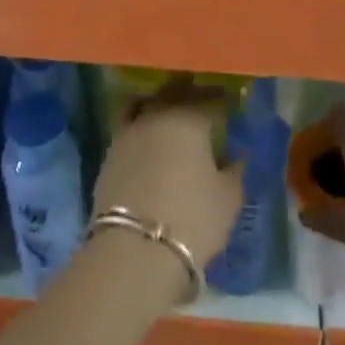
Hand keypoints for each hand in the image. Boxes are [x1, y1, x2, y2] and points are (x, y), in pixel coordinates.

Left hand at [93, 89, 242, 267]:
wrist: (134, 251)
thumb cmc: (193, 219)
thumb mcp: (229, 198)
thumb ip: (235, 171)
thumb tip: (235, 157)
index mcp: (188, 118)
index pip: (208, 98)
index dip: (220, 99)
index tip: (228, 102)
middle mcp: (155, 116)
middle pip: (172, 93)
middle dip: (188, 94)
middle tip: (201, 103)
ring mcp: (127, 133)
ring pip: (144, 105)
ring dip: (158, 105)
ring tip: (170, 117)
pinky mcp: (108, 155)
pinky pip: (128, 128)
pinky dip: (140, 127)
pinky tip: (150, 141)